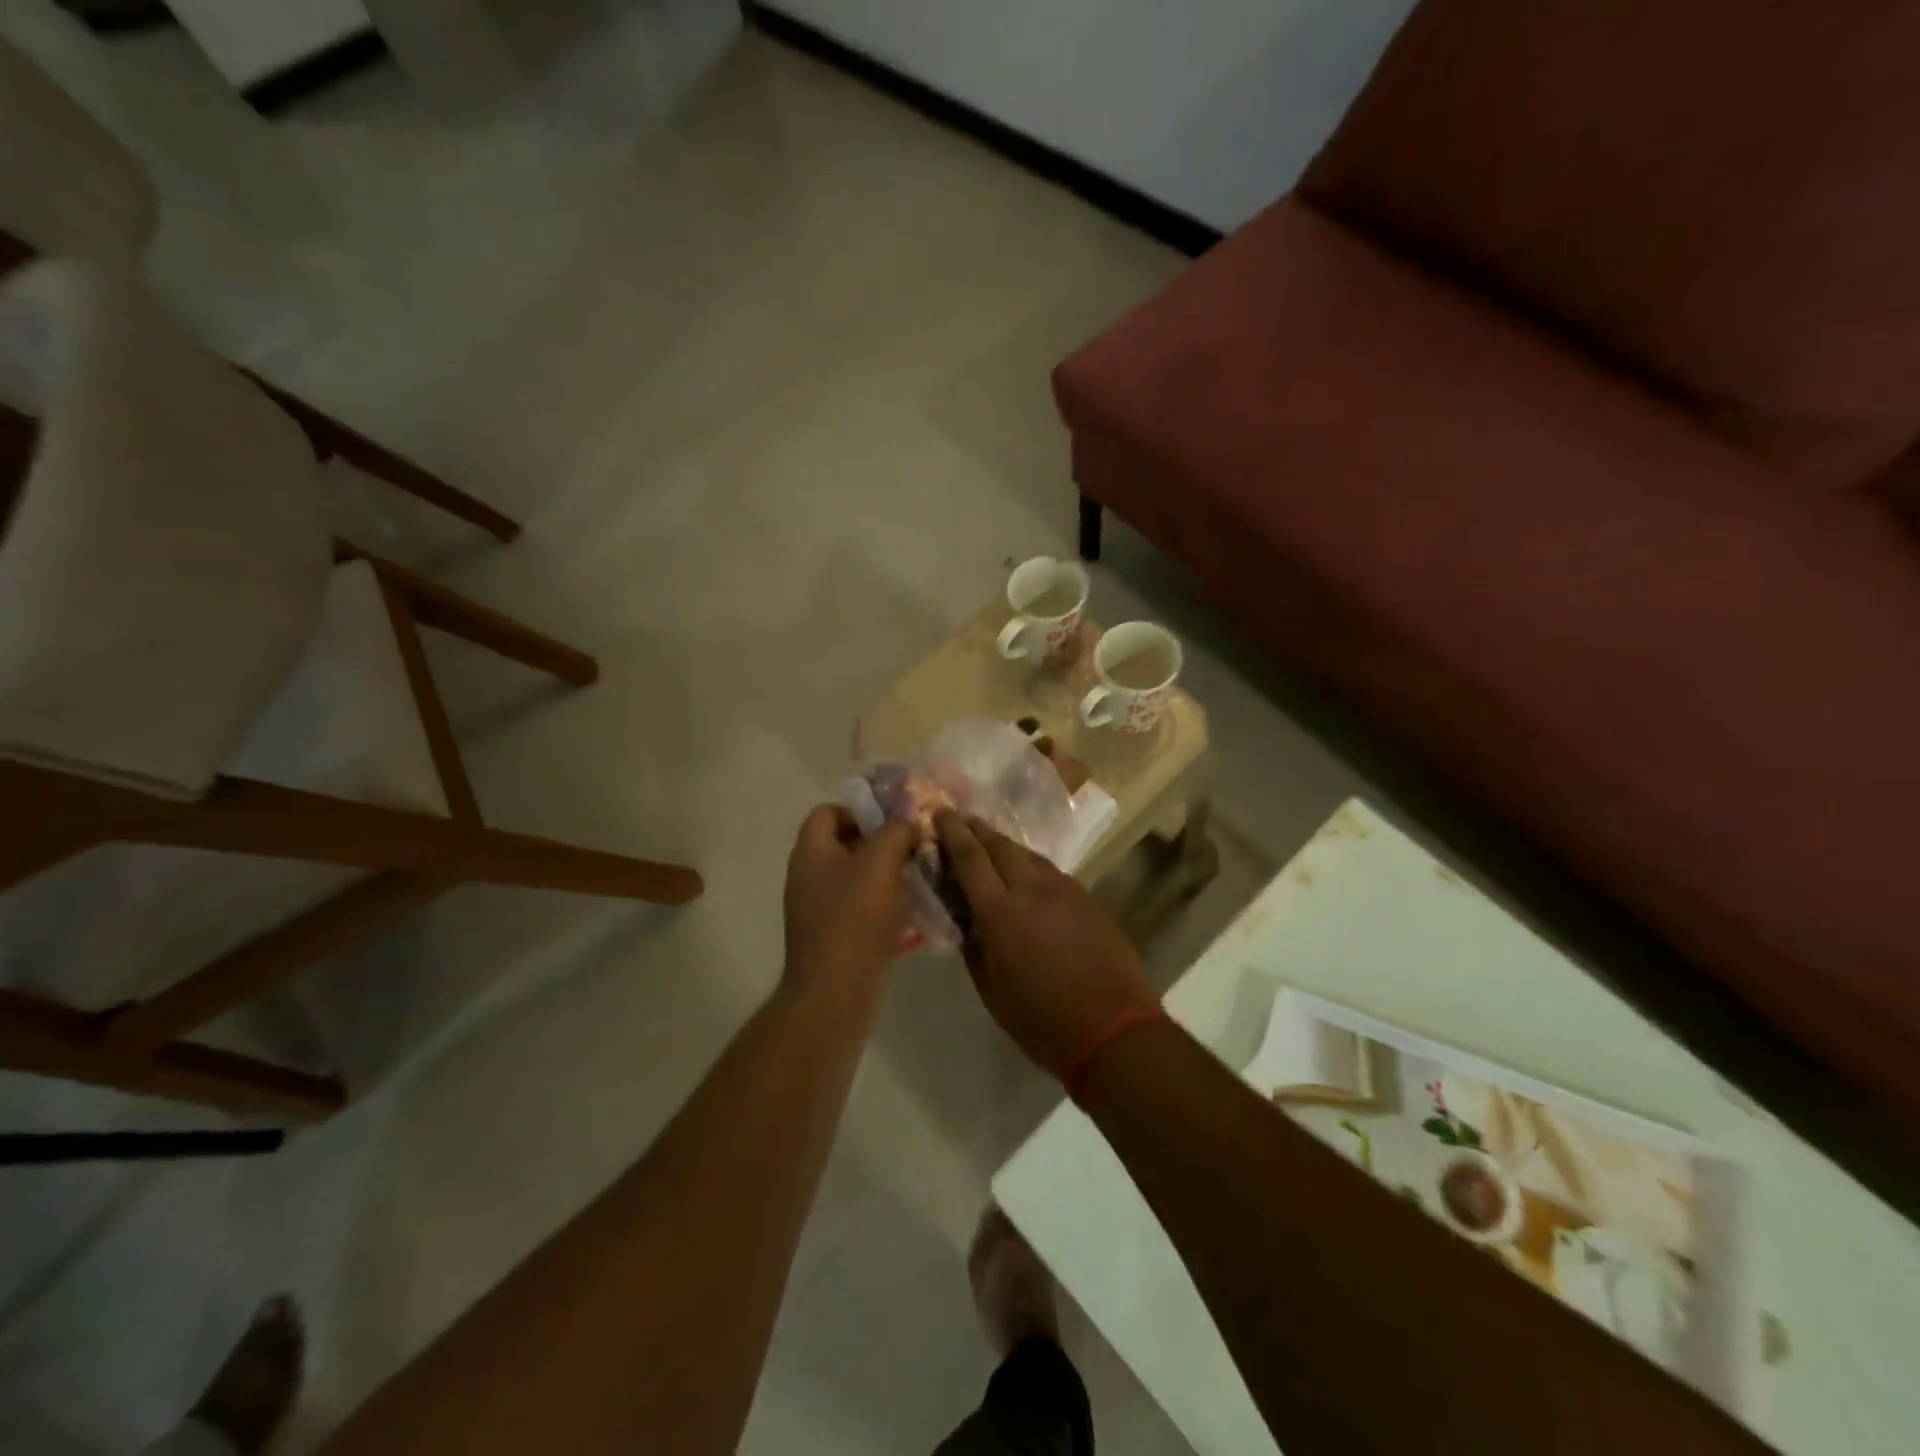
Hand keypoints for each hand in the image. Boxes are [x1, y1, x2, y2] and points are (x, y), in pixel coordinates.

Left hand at [783, 805, 917, 1004]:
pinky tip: (907, 912)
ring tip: (917, 878)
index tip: (893, 821)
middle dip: (880, 843)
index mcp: (810, 851)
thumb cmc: (854, 917)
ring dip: (884, 875)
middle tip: (913, 848)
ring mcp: (817, 909)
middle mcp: (807, 876)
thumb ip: (896, 830)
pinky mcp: (831, 937)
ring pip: (854, 878)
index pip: (828, 811)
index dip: (860, 809)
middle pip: (844, 844)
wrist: (835, 992)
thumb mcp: (881, 861)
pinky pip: (858, 908)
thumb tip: (906, 821)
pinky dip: (881, 905)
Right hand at [935, 811, 1158, 1077]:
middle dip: (977, 829)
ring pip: (1028, 854)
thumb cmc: (1041, 1020)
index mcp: (1000, 911)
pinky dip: (1030, 865)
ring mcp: (1065, 890)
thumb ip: (975, 947)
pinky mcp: (1087, 899)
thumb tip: (968, 922)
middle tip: (961, 821)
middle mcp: (1031, 889)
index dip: (952, 831)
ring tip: (990, 843)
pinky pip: (1051, 871)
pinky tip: (1027, 875)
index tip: (938, 812)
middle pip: (999, 845)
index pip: (969, 858)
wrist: (1114, 1028)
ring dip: (1004, 845)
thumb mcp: (991, 990)